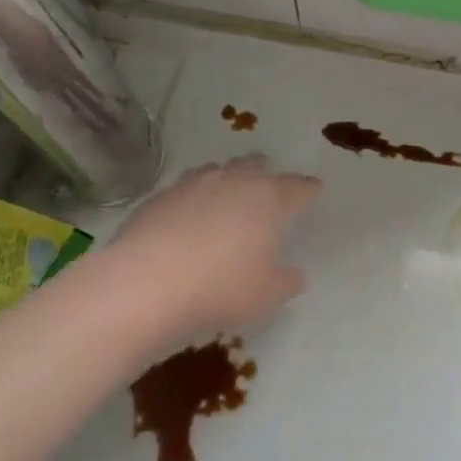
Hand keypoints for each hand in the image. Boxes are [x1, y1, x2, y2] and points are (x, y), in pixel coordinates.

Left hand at [105, 155, 321, 337]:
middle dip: (266, 173)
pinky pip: (185, 189)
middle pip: (255, 165)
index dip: (308, 189)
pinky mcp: (159, 197)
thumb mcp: (267, 294)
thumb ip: (286, 281)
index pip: (298, 187)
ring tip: (228, 196)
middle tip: (269, 185)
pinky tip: (189, 218)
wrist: (146, 284)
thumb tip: (293, 274)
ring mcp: (192, 185)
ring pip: (218, 171)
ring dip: (228, 180)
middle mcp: (233, 181)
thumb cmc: (221, 287)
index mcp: (268, 198)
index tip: (314, 189)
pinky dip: (194, 198)